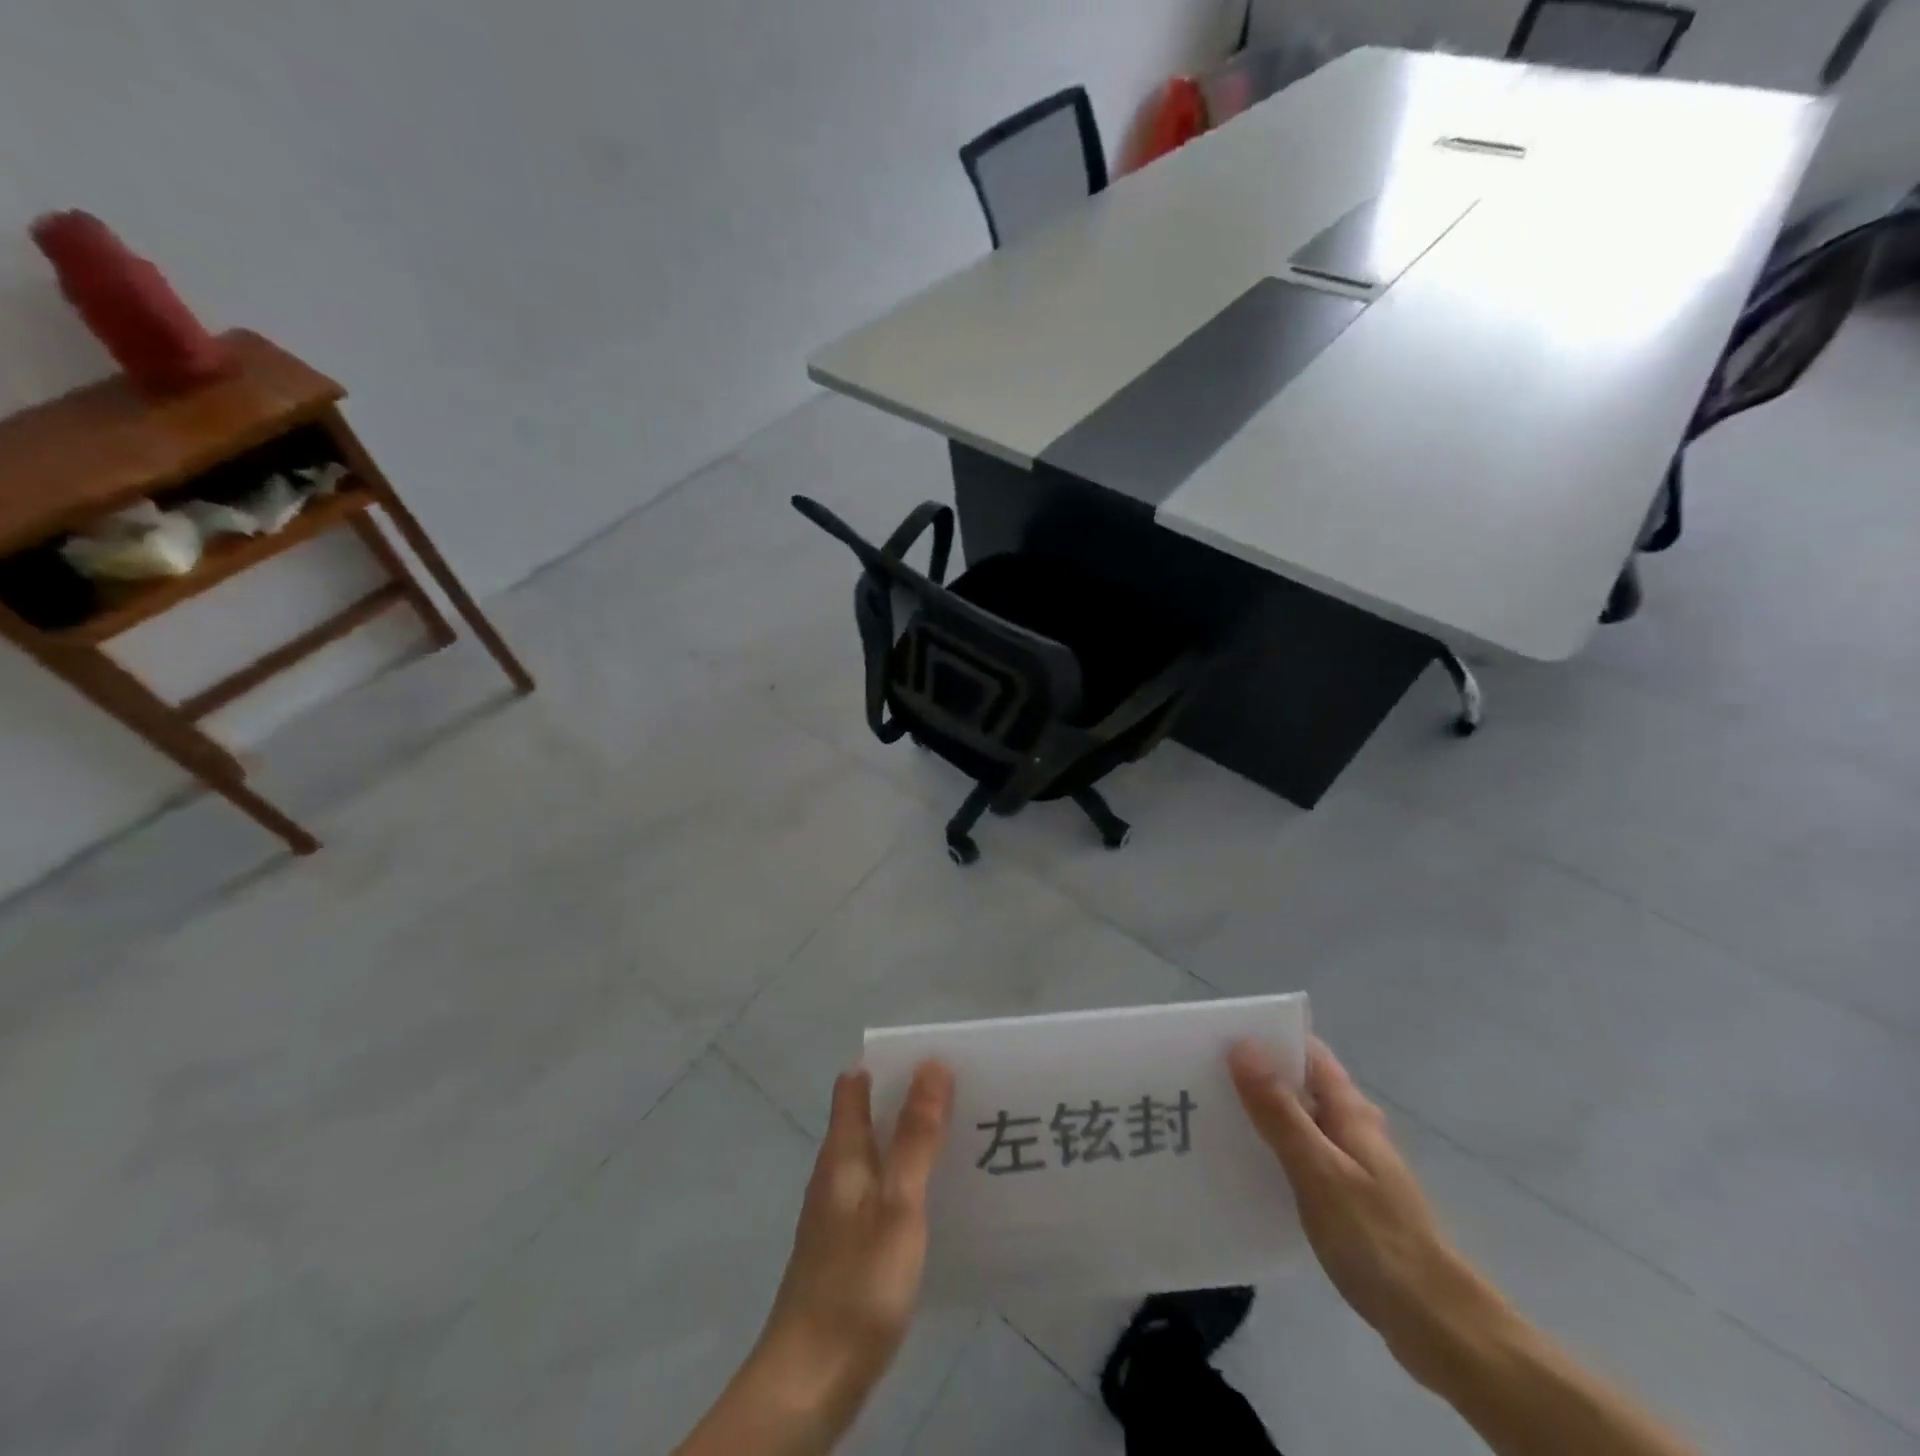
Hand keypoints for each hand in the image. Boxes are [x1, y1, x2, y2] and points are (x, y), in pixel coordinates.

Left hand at [751, 1061, 954, 1430]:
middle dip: (909, 1100)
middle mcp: (836, 1174)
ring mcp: (838, 1213)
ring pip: (877, 1156)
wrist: (810, 1381)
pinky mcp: (848, 1248)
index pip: (856, 1085)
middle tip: (964, 1095)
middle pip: (868, 1118)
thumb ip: (916, 1136)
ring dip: (911, 1141)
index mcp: (842, 1153)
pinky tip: (937, 1202)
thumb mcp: (898, 1204)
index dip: (891, 1065)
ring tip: (962, 1139)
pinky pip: (881, 1193)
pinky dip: (907, 1181)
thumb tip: (931, 1065)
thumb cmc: (857, 1283)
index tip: (935, 1060)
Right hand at [1229, 1038, 1505, 1389]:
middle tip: (1200, 1076)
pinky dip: (1273, 1151)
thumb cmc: (1376, 1238)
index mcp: (1350, 1110)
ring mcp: (1352, 1163)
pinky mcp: (1347, 1197)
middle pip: (1299, 1084)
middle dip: (1255, 1075)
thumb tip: (1242, 1045)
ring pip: (1299, 1121)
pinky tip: (1243, 1167)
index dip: (1266, 1038)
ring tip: (1209, 1116)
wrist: (1438, 1324)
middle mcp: (1353, 1127)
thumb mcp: (1318, 1169)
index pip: (1306, 1051)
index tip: (1217, 1036)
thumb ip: (1279, 1110)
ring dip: (1261, 1113)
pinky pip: (1302, 1156)